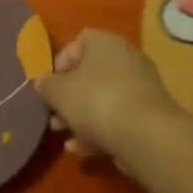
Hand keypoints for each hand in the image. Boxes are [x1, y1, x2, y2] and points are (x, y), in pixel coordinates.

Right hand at [38, 29, 192, 171]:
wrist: (145, 135)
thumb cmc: (95, 101)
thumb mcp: (58, 92)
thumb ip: (46, 85)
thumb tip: (43, 82)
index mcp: (104, 43)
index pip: (77, 43)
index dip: (59, 64)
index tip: (49, 86)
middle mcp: (126, 58)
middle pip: (90, 75)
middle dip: (69, 97)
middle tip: (54, 116)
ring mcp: (141, 88)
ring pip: (103, 100)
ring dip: (81, 118)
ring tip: (64, 137)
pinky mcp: (150, 116)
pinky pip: (118, 119)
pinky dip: (99, 132)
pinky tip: (81, 150)